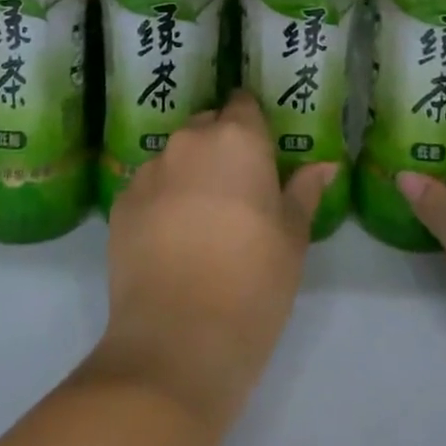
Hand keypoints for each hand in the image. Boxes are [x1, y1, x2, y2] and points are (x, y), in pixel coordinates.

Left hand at [93, 92, 335, 424]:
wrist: (177, 341)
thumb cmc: (253, 282)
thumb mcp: (293, 237)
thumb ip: (304, 191)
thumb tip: (324, 164)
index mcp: (237, 139)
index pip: (243, 103)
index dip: (253, 122)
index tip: (262, 150)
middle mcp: (188, 142)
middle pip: (207, 127)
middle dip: (221, 147)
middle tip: (238, 191)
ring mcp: (148, 171)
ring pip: (175, 157)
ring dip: (189, 174)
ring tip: (201, 221)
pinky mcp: (120, 203)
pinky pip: (148, 187)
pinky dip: (161, 201)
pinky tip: (171, 241)